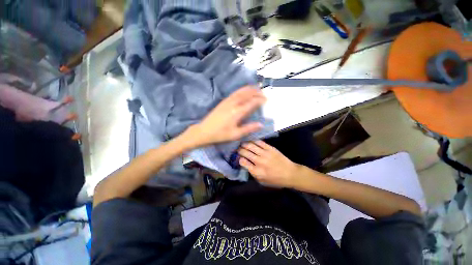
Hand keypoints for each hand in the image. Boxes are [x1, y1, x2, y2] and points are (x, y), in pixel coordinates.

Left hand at [187, 86, 265, 146]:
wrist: (204, 131)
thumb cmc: (220, 134)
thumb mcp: (235, 134)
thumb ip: (249, 128)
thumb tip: (261, 124)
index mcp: (237, 112)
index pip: (251, 103)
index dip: (259, 100)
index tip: (266, 100)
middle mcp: (233, 104)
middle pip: (246, 94)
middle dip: (256, 92)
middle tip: (263, 92)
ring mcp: (227, 101)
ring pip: (240, 92)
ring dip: (249, 89)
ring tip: (256, 88)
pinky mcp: (223, 101)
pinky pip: (234, 93)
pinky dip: (241, 90)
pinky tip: (243, 91)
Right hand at [238, 140, 300, 187]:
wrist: (290, 174)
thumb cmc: (275, 180)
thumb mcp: (262, 181)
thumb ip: (252, 172)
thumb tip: (244, 163)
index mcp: (256, 171)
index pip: (243, 162)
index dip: (238, 158)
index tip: (238, 157)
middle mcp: (259, 161)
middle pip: (245, 152)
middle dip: (239, 150)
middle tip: (237, 149)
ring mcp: (265, 153)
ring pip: (250, 146)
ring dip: (244, 144)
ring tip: (242, 143)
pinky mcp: (270, 148)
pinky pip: (259, 142)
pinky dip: (253, 141)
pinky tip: (250, 140)